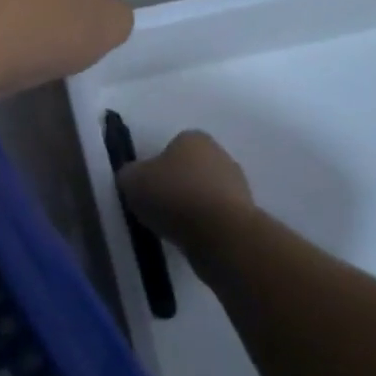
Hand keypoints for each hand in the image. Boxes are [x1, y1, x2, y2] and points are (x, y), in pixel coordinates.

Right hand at [118, 131, 254, 246]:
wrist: (221, 234)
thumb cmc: (174, 196)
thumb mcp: (132, 180)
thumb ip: (129, 174)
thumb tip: (133, 177)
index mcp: (193, 138)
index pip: (170, 147)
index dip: (155, 167)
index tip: (146, 187)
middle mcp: (219, 154)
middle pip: (189, 169)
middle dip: (175, 185)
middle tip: (156, 207)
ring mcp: (238, 184)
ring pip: (204, 193)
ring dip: (191, 207)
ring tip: (172, 227)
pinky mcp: (246, 213)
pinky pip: (215, 216)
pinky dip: (204, 225)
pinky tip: (191, 237)